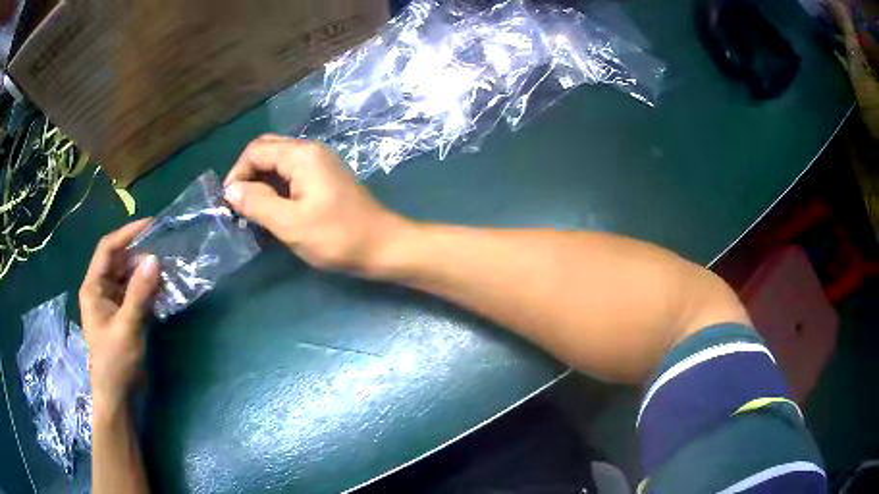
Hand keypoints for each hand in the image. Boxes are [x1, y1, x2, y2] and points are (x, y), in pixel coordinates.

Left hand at [79, 219, 159, 407]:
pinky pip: (135, 294)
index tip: (151, 225)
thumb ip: (139, 293)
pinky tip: (162, 292)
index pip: (108, 249)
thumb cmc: (115, 362)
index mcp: (93, 287)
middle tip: (164, 251)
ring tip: (167, 271)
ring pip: (128, 277)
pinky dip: (147, 290)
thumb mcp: (127, 327)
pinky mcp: (123, 317)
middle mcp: (101, 290)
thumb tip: (155, 259)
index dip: (127, 234)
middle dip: (139, 254)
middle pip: (119, 261)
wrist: (118, 398)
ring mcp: (112, 304)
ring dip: (145, 273)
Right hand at [224, 135, 410, 275]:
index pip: (256, 150)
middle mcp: (311, 151)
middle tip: (239, 206)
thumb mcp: (291, 224)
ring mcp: (320, 164)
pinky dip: (277, 189)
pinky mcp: (326, 178)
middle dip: (248, 175)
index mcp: (302, 155)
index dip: (237, 173)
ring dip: (262, 183)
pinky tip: (273, 212)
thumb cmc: (337, 237)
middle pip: (267, 151)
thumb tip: (230, 190)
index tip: (229, 203)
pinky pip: (292, 175)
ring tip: (252, 213)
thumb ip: (257, 203)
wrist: (384, 246)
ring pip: (279, 164)